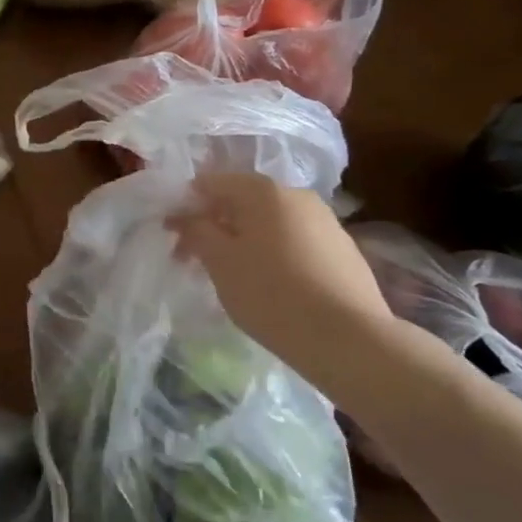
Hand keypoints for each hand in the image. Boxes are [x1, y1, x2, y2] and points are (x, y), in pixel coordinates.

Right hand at [167, 171, 398, 397]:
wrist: (350, 339)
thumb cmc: (271, 293)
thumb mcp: (220, 262)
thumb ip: (196, 231)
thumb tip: (185, 215)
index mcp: (264, 191)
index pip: (212, 182)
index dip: (186, 204)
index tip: (172, 234)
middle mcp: (298, 196)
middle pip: (243, 202)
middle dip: (214, 225)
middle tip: (192, 258)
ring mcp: (326, 223)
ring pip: (270, 223)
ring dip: (243, 241)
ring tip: (229, 275)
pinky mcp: (343, 252)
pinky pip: (294, 242)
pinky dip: (271, 254)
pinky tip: (267, 285)